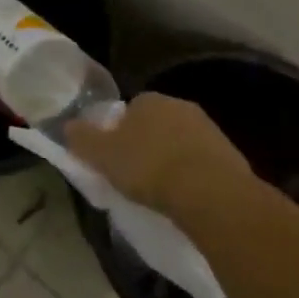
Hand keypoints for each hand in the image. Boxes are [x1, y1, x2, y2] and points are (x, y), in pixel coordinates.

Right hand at [65, 92, 253, 217]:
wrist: (212, 194)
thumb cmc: (149, 168)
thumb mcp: (102, 155)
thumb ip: (82, 138)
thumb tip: (67, 125)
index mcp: (148, 99)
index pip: (129, 109)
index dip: (119, 132)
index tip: (115, 157)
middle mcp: (180, 105)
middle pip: (156, 124)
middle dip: (147, 144)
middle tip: (136, 174)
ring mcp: (209, 129)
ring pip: (180, 143)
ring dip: (172, 160)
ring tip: (161, 191)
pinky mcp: (230, 155)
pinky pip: (202, 163)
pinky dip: (193, 176)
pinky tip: (185, 198)